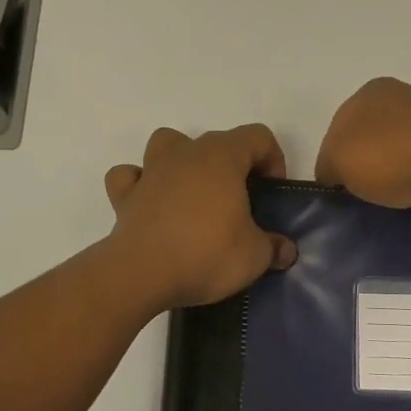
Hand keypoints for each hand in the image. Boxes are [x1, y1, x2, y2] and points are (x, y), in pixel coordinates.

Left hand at [103, 124, 298, 309]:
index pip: (257, 136)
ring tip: (194, 194)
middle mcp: (185, 153)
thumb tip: (285, 250)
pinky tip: (151, 204)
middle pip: (216, 141)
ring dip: (183, 160)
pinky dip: (140, 184)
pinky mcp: (124, 195)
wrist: (141, 274)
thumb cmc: (206, 254)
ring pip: (168, 143)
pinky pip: (130, 176)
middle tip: (241, 203)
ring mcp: (151, 170)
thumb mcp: (254, 256)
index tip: (272, 193)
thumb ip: (273, 247)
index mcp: (222, 157)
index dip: (273, 159)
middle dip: (233, 165)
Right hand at [315, 77, 410, 233]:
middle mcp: (404, 99)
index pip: (338, 126)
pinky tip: (409, 199)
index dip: (333, 157)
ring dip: (389, 176)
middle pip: (368, 139)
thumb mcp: (334, 159)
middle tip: (358, 194)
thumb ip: (326, 166)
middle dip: (362, 166)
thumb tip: (336, 176)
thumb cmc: (385, 156)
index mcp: (373, 90)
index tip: (336, 184)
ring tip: (385, 200)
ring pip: (396, 155)